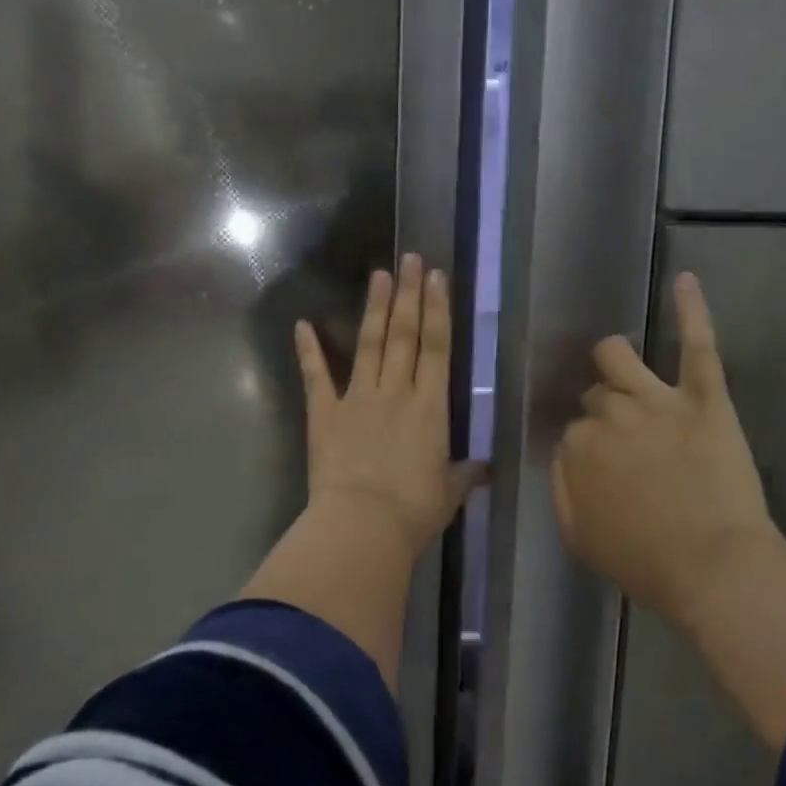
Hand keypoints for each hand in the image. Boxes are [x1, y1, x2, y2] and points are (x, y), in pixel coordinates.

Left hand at [296, 253, 482, 560]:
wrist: (362, 526)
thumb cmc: (413, 512)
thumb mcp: (448, 493)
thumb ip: (464, 474)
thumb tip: (484, 468)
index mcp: (429, 408)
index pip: (436, 347)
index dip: (437, 310)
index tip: (437, 277)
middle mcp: (395, 392)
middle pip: (403, 334)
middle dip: (408, 294)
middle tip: (410, 259)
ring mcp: (356, 399)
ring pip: (369, 344)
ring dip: (374, 308)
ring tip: (379, 274)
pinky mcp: (324, 415)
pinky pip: (316, 377)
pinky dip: (308, 350)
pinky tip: (302, 324)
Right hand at [552, 272, 785, 626]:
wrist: (714, 569)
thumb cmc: (644, 562)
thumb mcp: (578, 535)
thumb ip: (561, 487)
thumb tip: (563, 455)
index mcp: (578, 447)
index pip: (573, 429)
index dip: (589, 446)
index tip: (604, 466)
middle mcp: (610, 414)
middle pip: (596, 394)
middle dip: (604, 410)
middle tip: (625, 438)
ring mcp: (657, 400)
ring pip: (620, 356)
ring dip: (615, 359)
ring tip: (620, 364)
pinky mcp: (705, 397)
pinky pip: (697, 344)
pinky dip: (691, 310)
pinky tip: (685, 279)